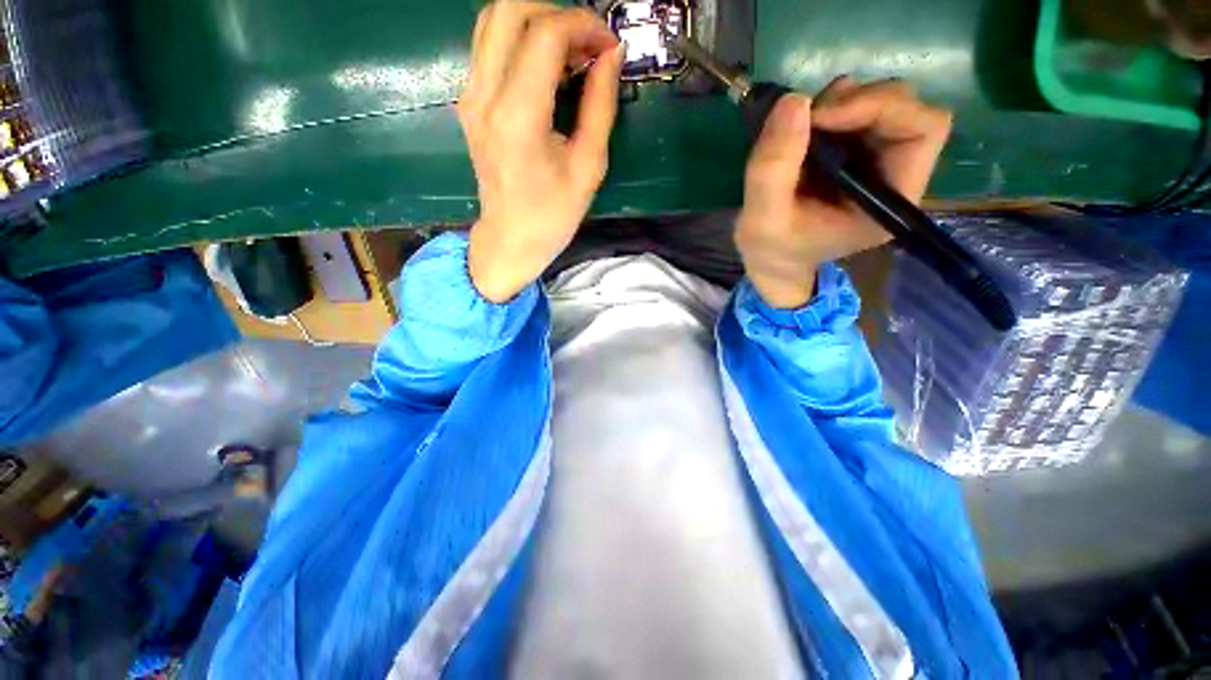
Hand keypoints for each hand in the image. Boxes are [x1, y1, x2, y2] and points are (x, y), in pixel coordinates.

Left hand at [458, 2, 623, 301]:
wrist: (511, 239)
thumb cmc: (553, 215)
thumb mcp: (589, 166)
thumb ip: (600, 105)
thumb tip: (611, 56)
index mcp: (518, 117)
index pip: (545, 34)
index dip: (584, 25)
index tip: (609, 45)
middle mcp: (484, 96)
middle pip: (510, 9)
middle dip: (557, 13)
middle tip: (588, 44)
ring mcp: (470, 97)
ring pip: (493, 20)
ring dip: (537, 23)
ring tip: (570, 54)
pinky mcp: (469, 103)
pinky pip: (490, 48)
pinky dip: (521, 41)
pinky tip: (547, 68)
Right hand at [735, 77, 951, 307]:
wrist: (770, 258)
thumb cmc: (773, 248)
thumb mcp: (763, 219)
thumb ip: (773, 169)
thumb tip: (794, 100)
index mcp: (890, 201)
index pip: (923, 130)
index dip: (879, 108)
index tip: (821, 118)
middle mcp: (896, 174)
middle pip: (906, 108)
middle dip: (855, 102)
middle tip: (806, 120)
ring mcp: (876, 159)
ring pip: (880, 102)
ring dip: (838, 103)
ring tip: (797, 131)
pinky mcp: (855, 151)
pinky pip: (854, 109)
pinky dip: (827, 108)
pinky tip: (800, 133)